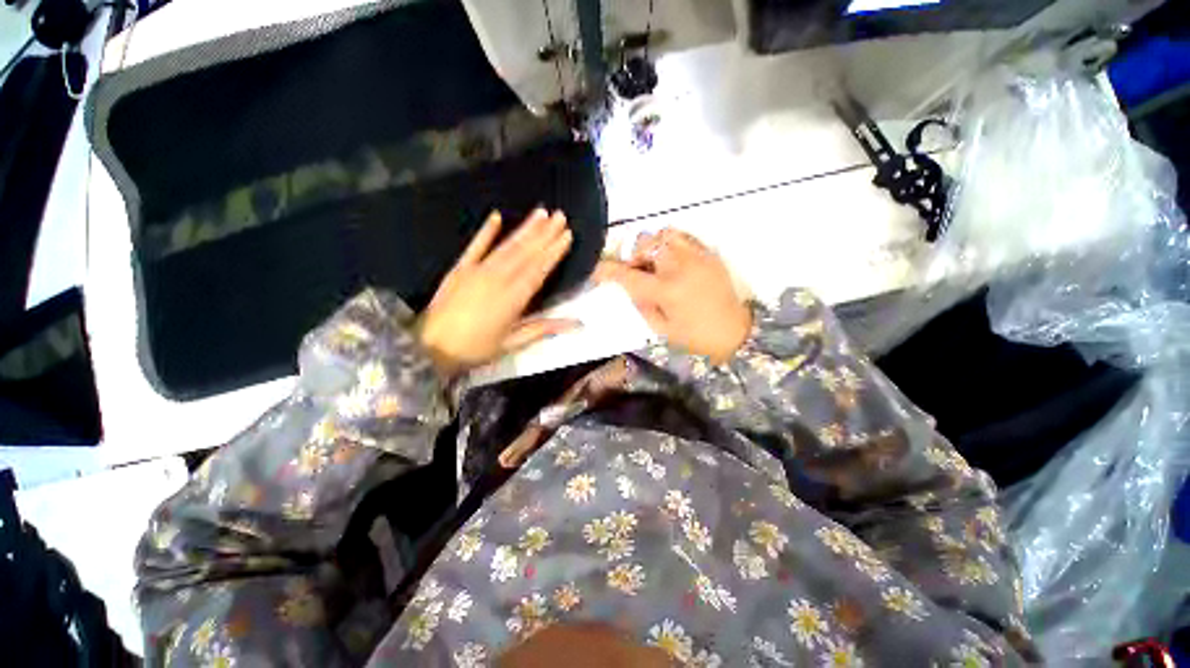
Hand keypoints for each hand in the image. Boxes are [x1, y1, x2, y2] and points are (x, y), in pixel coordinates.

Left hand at [418, 209, 577, 378]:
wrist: (429, 348)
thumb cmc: (475, 349)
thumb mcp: (512, 344)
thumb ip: (544, 329)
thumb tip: (577, 324)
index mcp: (513, 298)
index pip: (538, 270)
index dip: (554, 252)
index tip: (567, 235)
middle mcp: (498, 278)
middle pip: (525, 253)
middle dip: (545, 233)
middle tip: (560, 215)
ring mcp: (477, 270)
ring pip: (506, 246)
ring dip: (525, 229)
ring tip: (541, 213)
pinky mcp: (459, 268)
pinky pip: (475, 246)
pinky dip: (486, 231)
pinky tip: (497, 216)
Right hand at [595, 228, 750, 363]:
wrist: (734, 332)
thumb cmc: (695, 336)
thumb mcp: (660, 328)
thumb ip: (641, 303)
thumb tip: (629, 284)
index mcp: (666, 290)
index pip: (628, 275)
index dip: (607, 271)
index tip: (597, 270)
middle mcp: (680, 267)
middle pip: (645, 244)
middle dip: (633, 256)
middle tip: (636, 272)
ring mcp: (697, 256)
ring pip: (664, 233)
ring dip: (653, 246)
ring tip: (655, 262)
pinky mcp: (709, 253)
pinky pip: (684, 236)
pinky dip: (671, 243)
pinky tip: (673, 260)